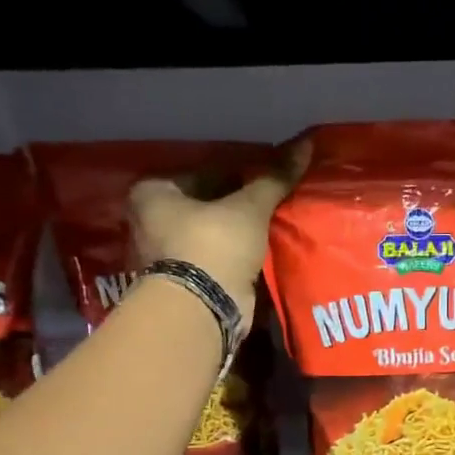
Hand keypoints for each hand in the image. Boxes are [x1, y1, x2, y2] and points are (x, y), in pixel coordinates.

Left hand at [130, 138, 310, 315]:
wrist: (202, 310)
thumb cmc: (213, 245)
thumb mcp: (248, 208)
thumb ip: (274, 178)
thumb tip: (305, 144)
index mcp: (151, 192)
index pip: (203, 173)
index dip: (239, 174)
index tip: (268, 179)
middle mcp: (148, 221)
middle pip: (204, 205)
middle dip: (236, 206)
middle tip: (272, 202)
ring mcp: (163, 257)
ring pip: (209, 234)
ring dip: (235, 233)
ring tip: (270, 226)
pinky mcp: (181, 284)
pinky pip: (213, 260)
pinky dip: (233, 257)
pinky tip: (259, 252)